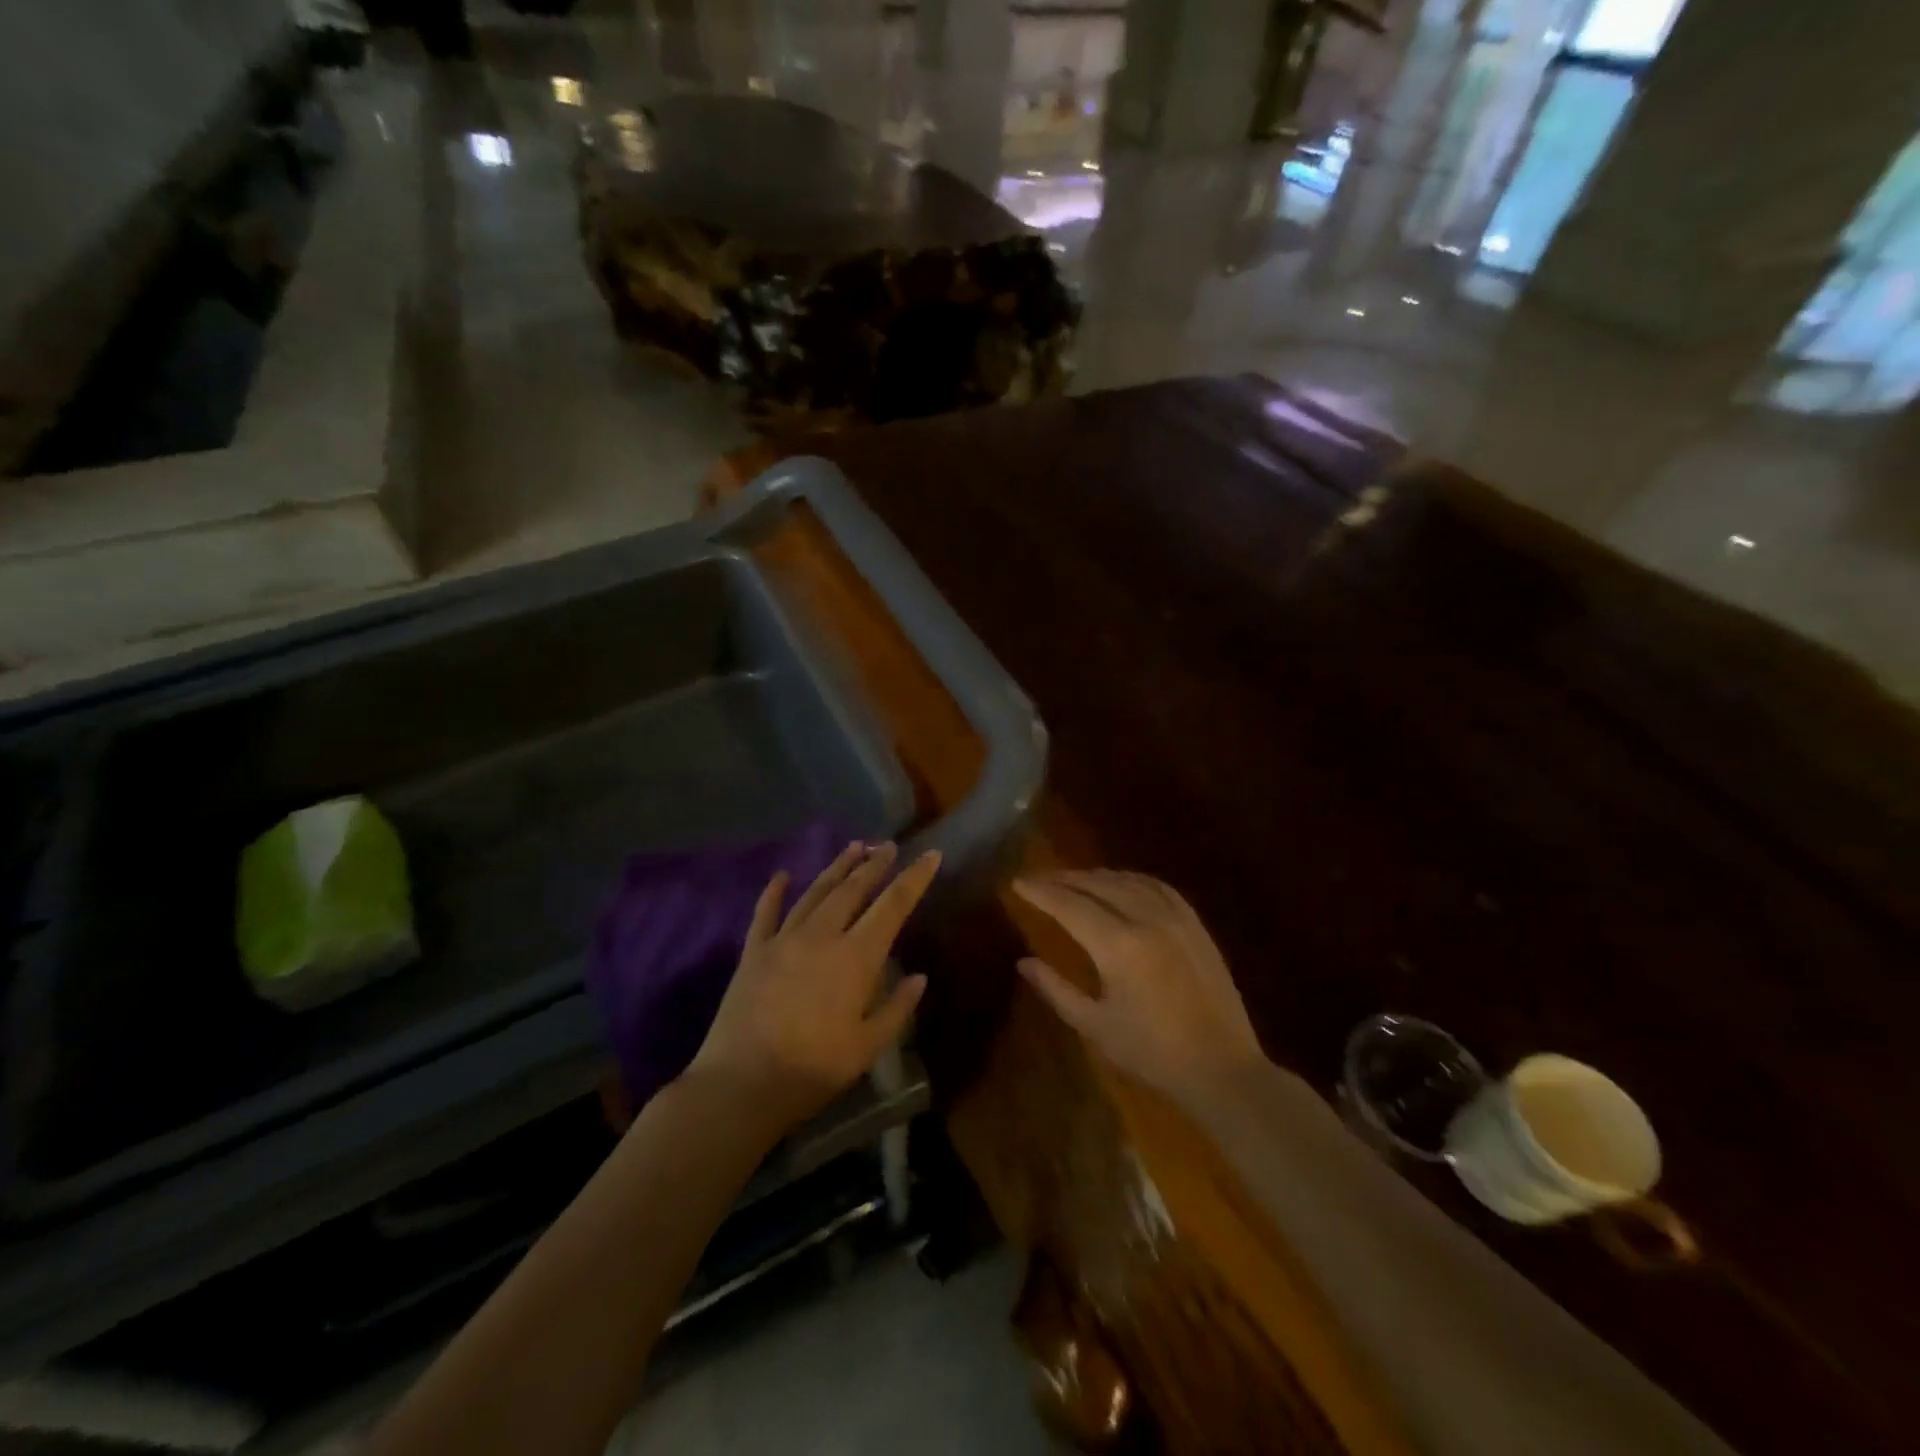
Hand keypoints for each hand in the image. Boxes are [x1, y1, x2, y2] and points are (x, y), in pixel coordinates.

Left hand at [692, 842, 938, 1124]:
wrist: (741, 1084)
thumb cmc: (813, 1069)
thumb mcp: (868, 1047)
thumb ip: (897, 1008)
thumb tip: (919, 977)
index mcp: (856, 957)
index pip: (893, 906)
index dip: (914, 878)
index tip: (931, 854)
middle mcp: (822, 935)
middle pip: (853, 889)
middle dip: (875, 864)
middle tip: (888, 845)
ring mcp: (783, 940)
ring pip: (816, 892)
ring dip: (837, 868)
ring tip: (853, 847)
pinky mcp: (753, 952)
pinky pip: (766, 912)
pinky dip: (775, 891)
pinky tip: (782, 874)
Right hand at [1014, 870, 1266, 1114]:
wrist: (1222, 1068)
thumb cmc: (1152, 1054)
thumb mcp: (1095, 1026)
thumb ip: (1056, 989)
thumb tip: (1024, 962)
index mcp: (1118, 946)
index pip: (1068, 905)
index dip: (1040, 891)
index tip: (1017, 882)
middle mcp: (1145, 919)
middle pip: (1095, 885)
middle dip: (1062, 879)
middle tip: (1037, 879)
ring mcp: (1175, 917)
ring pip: (1126, 880)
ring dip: (1094, 876)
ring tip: (1071, 879)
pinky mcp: (1194, 923)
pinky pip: (1156, 886)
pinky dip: (1130, 878)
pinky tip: (1119, 882)